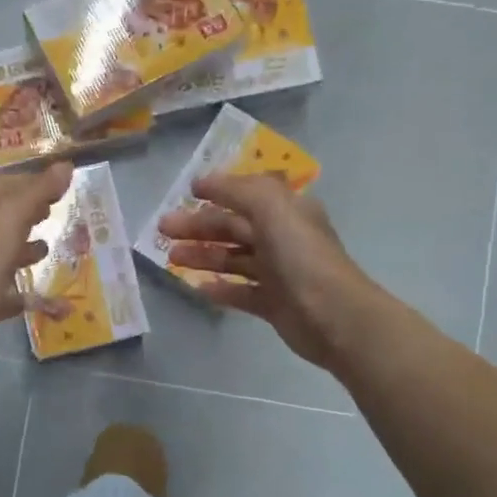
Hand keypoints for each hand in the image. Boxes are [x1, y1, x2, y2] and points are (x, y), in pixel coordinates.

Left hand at [0, 164, 72, 373]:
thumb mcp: (11, 218)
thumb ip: (37, 192)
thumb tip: (65, 166)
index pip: (1, 185)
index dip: (29, 181)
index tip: (60, 183)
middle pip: (1, 218)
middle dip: (27, 212)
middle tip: (55, 211)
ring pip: (1, 253)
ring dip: (24, 248)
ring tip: (49, 249)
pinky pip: (6, 291)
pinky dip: (24, 290)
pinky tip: (44, 297)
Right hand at [157, 173, 370, 370]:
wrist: (333, 316)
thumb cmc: (301, 256)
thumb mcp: (271, 207)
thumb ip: (237, 190)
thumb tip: (204, 181)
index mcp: (287, 211)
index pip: (247, 195)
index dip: (218, 191)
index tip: (186, 192)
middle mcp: (283, 238)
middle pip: (234, 227)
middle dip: (198, 226)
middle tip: (163, 229)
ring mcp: (279, 273)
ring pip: (233, 259)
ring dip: (203, 255)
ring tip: (172, 258)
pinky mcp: (273, 304)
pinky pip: (240, 292)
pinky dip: (219, 288)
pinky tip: (198, 287)